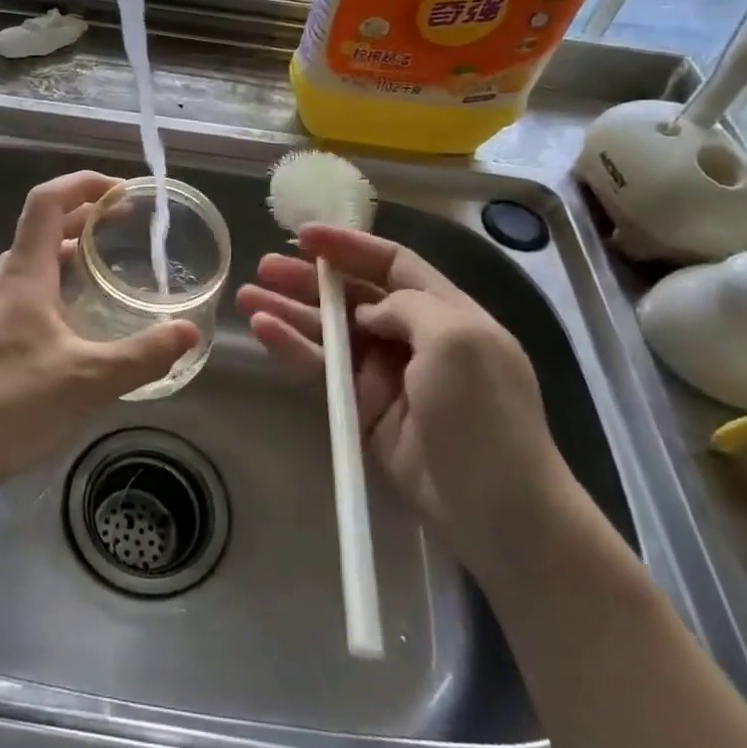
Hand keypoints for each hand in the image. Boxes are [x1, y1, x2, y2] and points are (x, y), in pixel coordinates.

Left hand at [0, 172, 199, 493]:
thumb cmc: (14, 402)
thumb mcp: (89, 379)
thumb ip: (143, 355)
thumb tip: (189, 331)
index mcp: (26, 275)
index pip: (46, 203)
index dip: (81, 184)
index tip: (121, 189)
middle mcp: (10, 283)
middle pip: (44, 227)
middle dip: (85, 214)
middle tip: (126, 220)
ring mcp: (1, 310)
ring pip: (37, 261)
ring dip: (72, 248)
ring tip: (110, 260)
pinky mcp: (0, 337)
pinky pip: (35, 290)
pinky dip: (63, 282)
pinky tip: (85, 313)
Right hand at [237, 225, 570, 576]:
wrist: (498, 512)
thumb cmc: (484, 414)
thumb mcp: (457, 341)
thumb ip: (406, 307)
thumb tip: (366, 310)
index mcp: (446, 312)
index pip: (393, 263)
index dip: (349, 246)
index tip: (305, 235)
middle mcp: (414, 336)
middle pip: (353, 294)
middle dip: (309, 278)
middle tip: (265, 265)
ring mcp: (387, 375)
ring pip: (330, 331)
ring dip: (290, 311)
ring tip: (248, 297)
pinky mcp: (363, 409)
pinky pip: (322, 369)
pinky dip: (292, 349)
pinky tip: (264, 331)